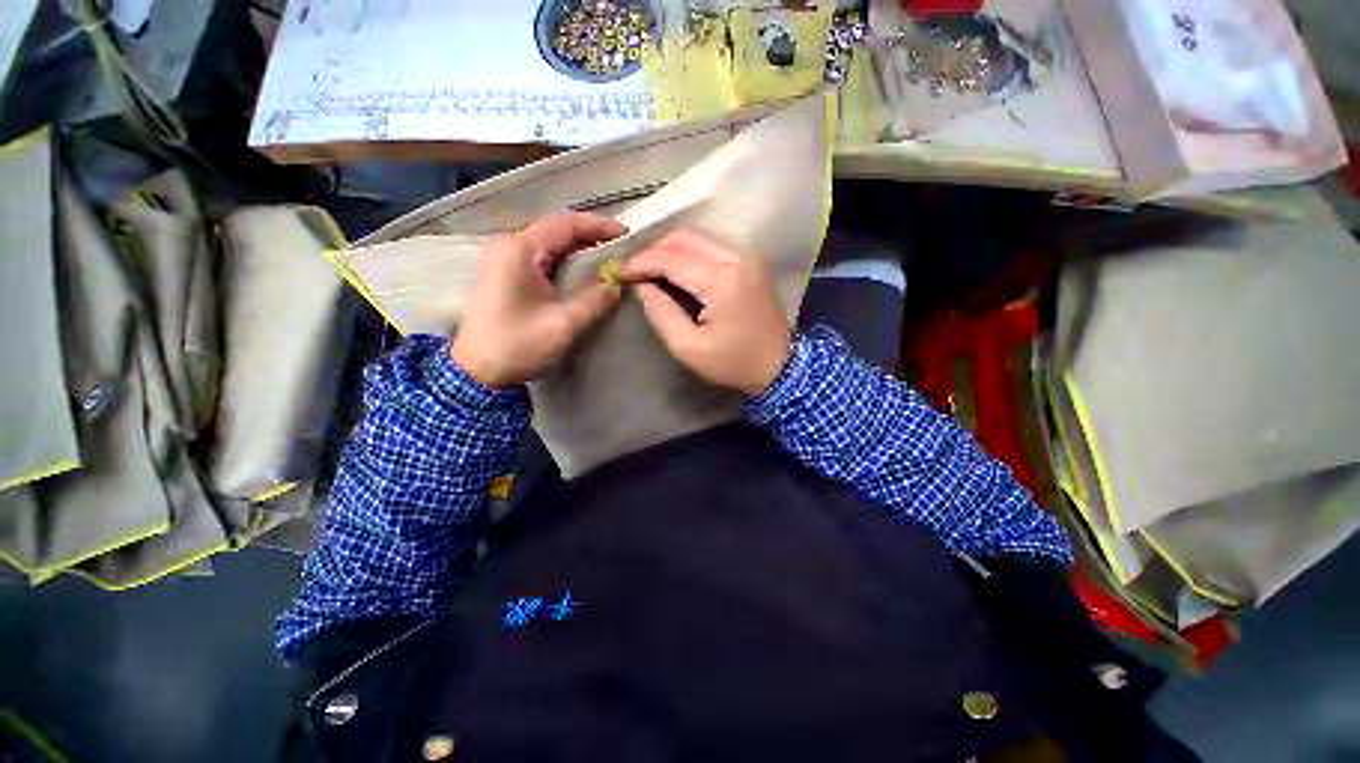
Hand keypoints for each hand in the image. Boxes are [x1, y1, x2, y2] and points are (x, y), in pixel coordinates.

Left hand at [451, 212, 625, 387]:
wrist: (478, 371)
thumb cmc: (518, 345)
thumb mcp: (564, 324)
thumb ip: (595, 300)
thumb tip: (618, 283)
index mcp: (519, 250)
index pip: (565, 223)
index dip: (598, 226)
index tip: (625, 235)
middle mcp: (509, 245)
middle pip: (556, 230)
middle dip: (591, 237)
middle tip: (621, 249)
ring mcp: (504, 258)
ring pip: (550, 243)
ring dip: (579, 249)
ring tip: (608, 259)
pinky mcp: (505, 272)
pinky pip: (542, 257)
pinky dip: (566, 261)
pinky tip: (584, 271)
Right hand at [621, 229, 790, 395]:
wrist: (780, 367)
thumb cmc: (733, 363)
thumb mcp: (688, 347)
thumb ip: (660, 312)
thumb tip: (641, 285)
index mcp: (722, 280)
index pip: (671, 258)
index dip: (640, 262)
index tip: (619, 272)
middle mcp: (737, 257)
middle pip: (684, 237)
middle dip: (654, 250)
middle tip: (635, 271)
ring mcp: (747, 257)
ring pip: (698, 238)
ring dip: (670, 250)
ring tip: (651, 271)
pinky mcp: (751, 262)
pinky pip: (712, 247)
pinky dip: (689, 254)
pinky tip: (676, 271)